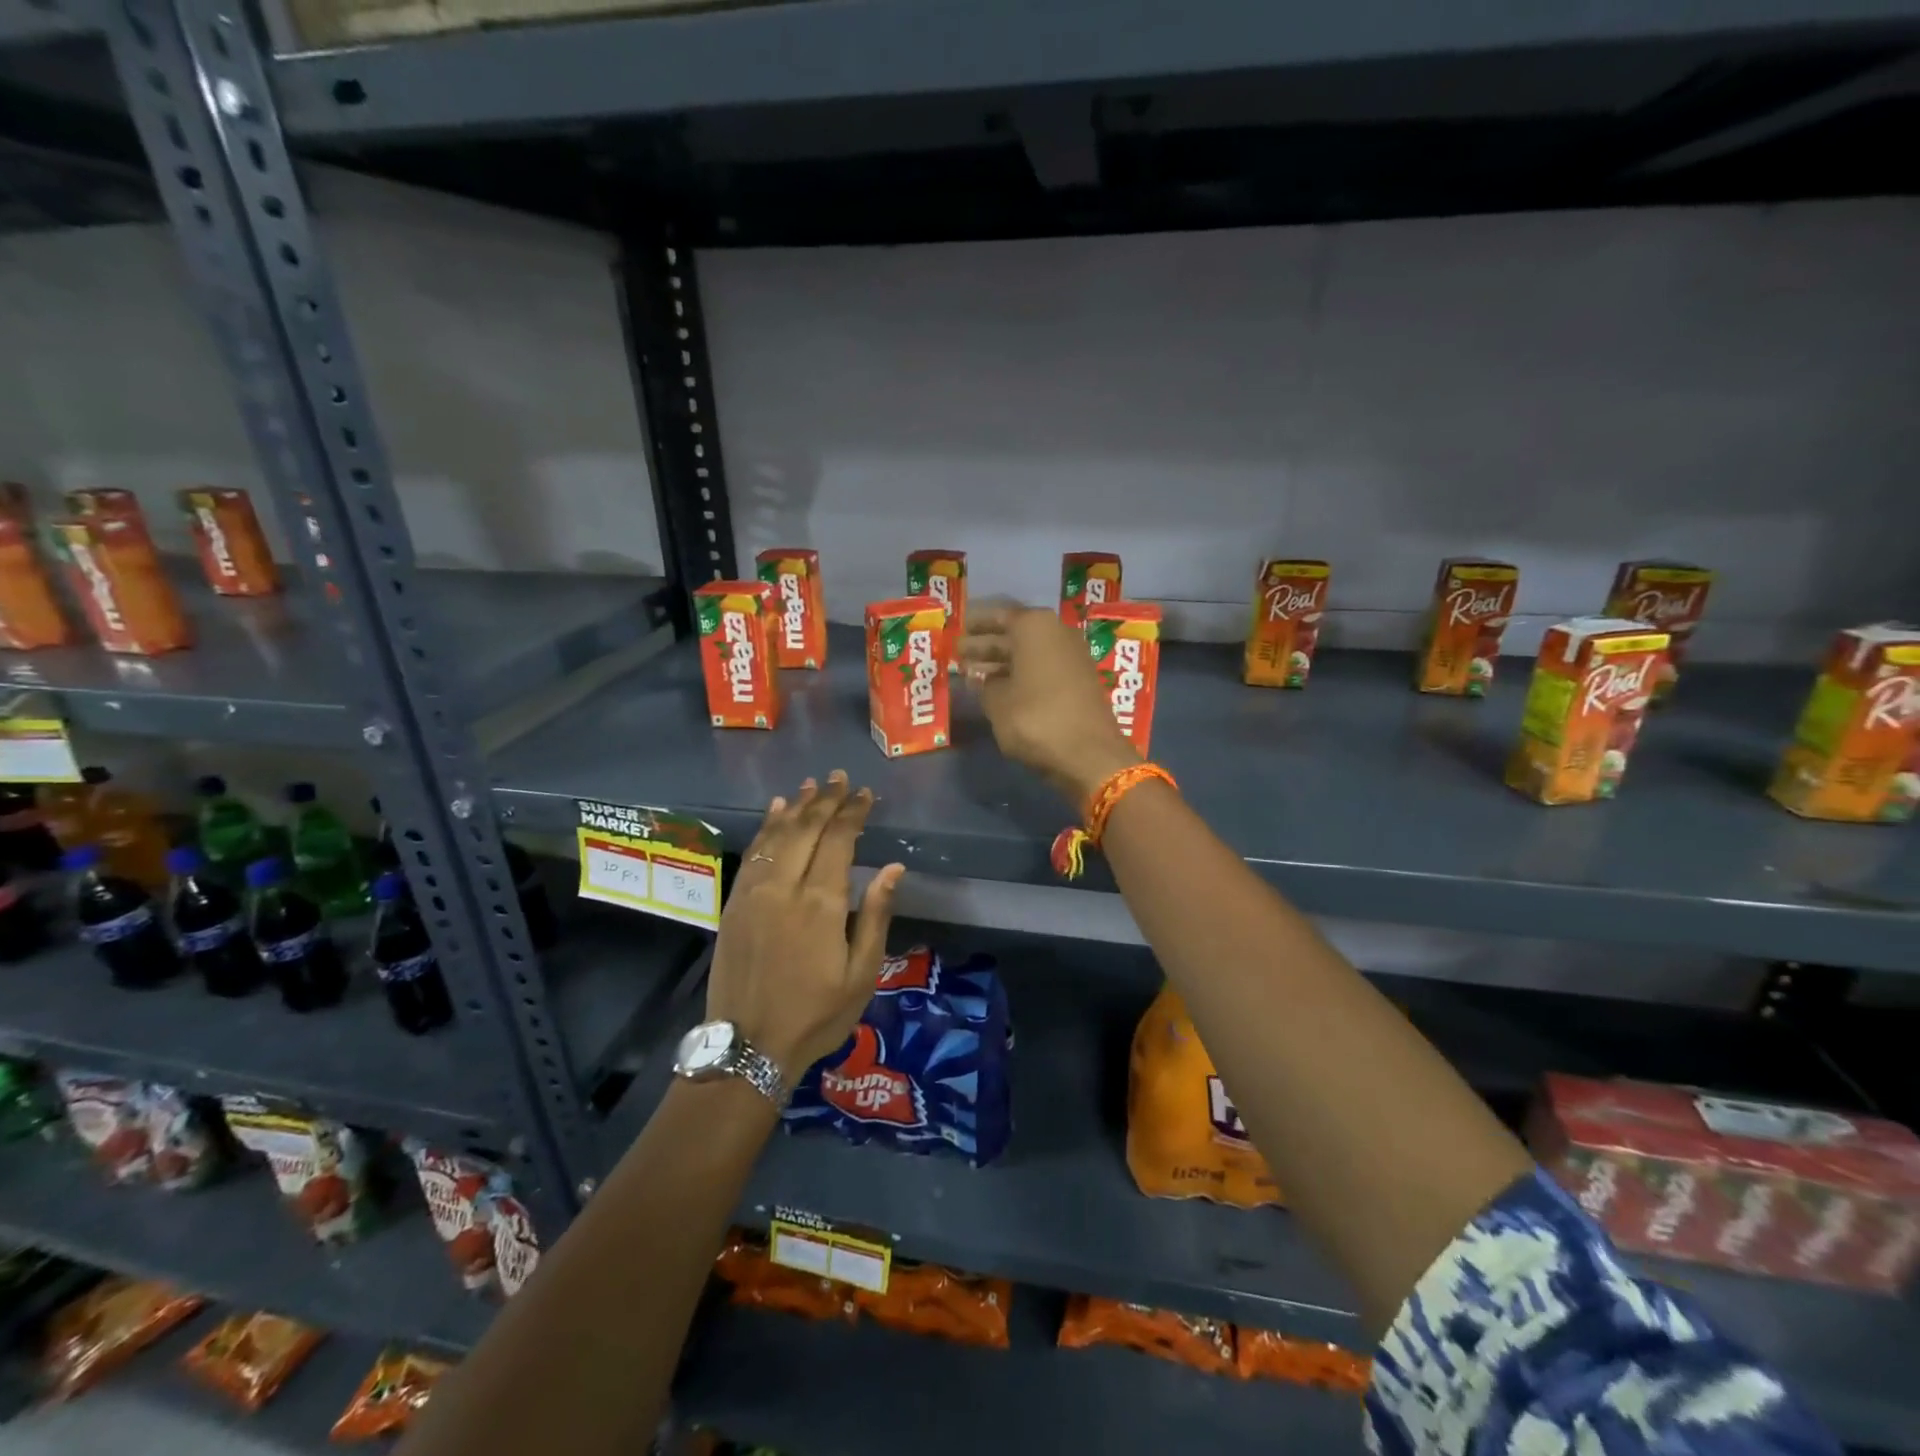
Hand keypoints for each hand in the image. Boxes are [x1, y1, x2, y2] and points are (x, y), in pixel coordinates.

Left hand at [706, 771, 904, 1079]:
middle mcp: (785, 887)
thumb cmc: (815, 1014)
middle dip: (826, 800)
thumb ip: (876, 915)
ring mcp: (754, 893)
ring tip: (813, 786)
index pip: (838, 840)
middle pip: (806, 829)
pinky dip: (766, 827)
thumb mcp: (861, 973)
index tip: (866, 794)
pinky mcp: (734, 903)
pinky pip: (753, 853)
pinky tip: (776, 812)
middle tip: (841, 778)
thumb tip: (893, 867)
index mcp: (821, 903)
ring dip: (797, 807)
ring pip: (777, 834)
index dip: (853, 812)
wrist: (747, 1047)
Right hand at [958, 599, 1139, 810]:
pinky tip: (1000, 689)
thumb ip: (984, 684)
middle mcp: (1056, 632)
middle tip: (959, 654)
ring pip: (1028, 653)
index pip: (998, 616)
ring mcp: (1072, 656)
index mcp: (1034, 626)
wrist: (1089, 753)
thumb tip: (979, 677)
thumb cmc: (1035, 719)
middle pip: (1014, 634)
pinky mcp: (1079, 680)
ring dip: (1002, 663)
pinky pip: (1042, 669)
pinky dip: (1021, 675)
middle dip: (986, 646)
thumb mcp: (997, 702)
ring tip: (972, 673)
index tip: (958, 631)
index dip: (976, 626)